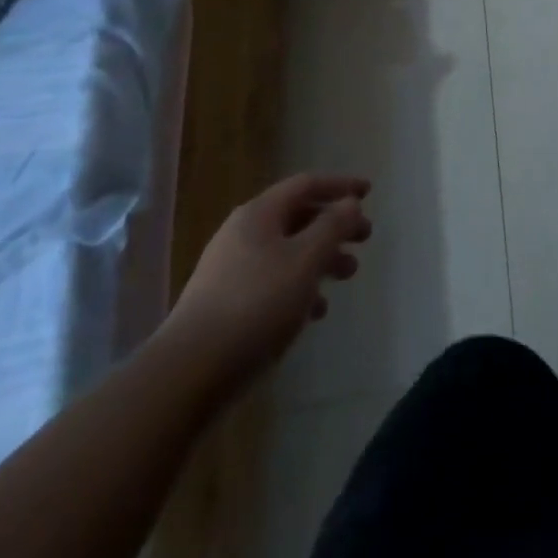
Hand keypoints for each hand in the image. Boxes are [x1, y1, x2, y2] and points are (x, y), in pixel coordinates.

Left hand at [162, 173, 371, 384]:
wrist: (188, 373)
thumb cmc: (256, 305)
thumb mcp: (305, 260)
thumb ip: (332, 227)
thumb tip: (350, 203)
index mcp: (259, 214)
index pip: (306, 184)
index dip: (340, 185)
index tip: (368, 192)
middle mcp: (242, 234)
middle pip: (298, 217)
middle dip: (334, 226)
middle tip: (364, 239)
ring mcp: (230, 269)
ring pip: (287, 251)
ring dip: (321, 258)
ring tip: (347, 275)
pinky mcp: (225, 304)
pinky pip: (272, 281)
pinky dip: (299, 286)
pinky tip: (315, 311)